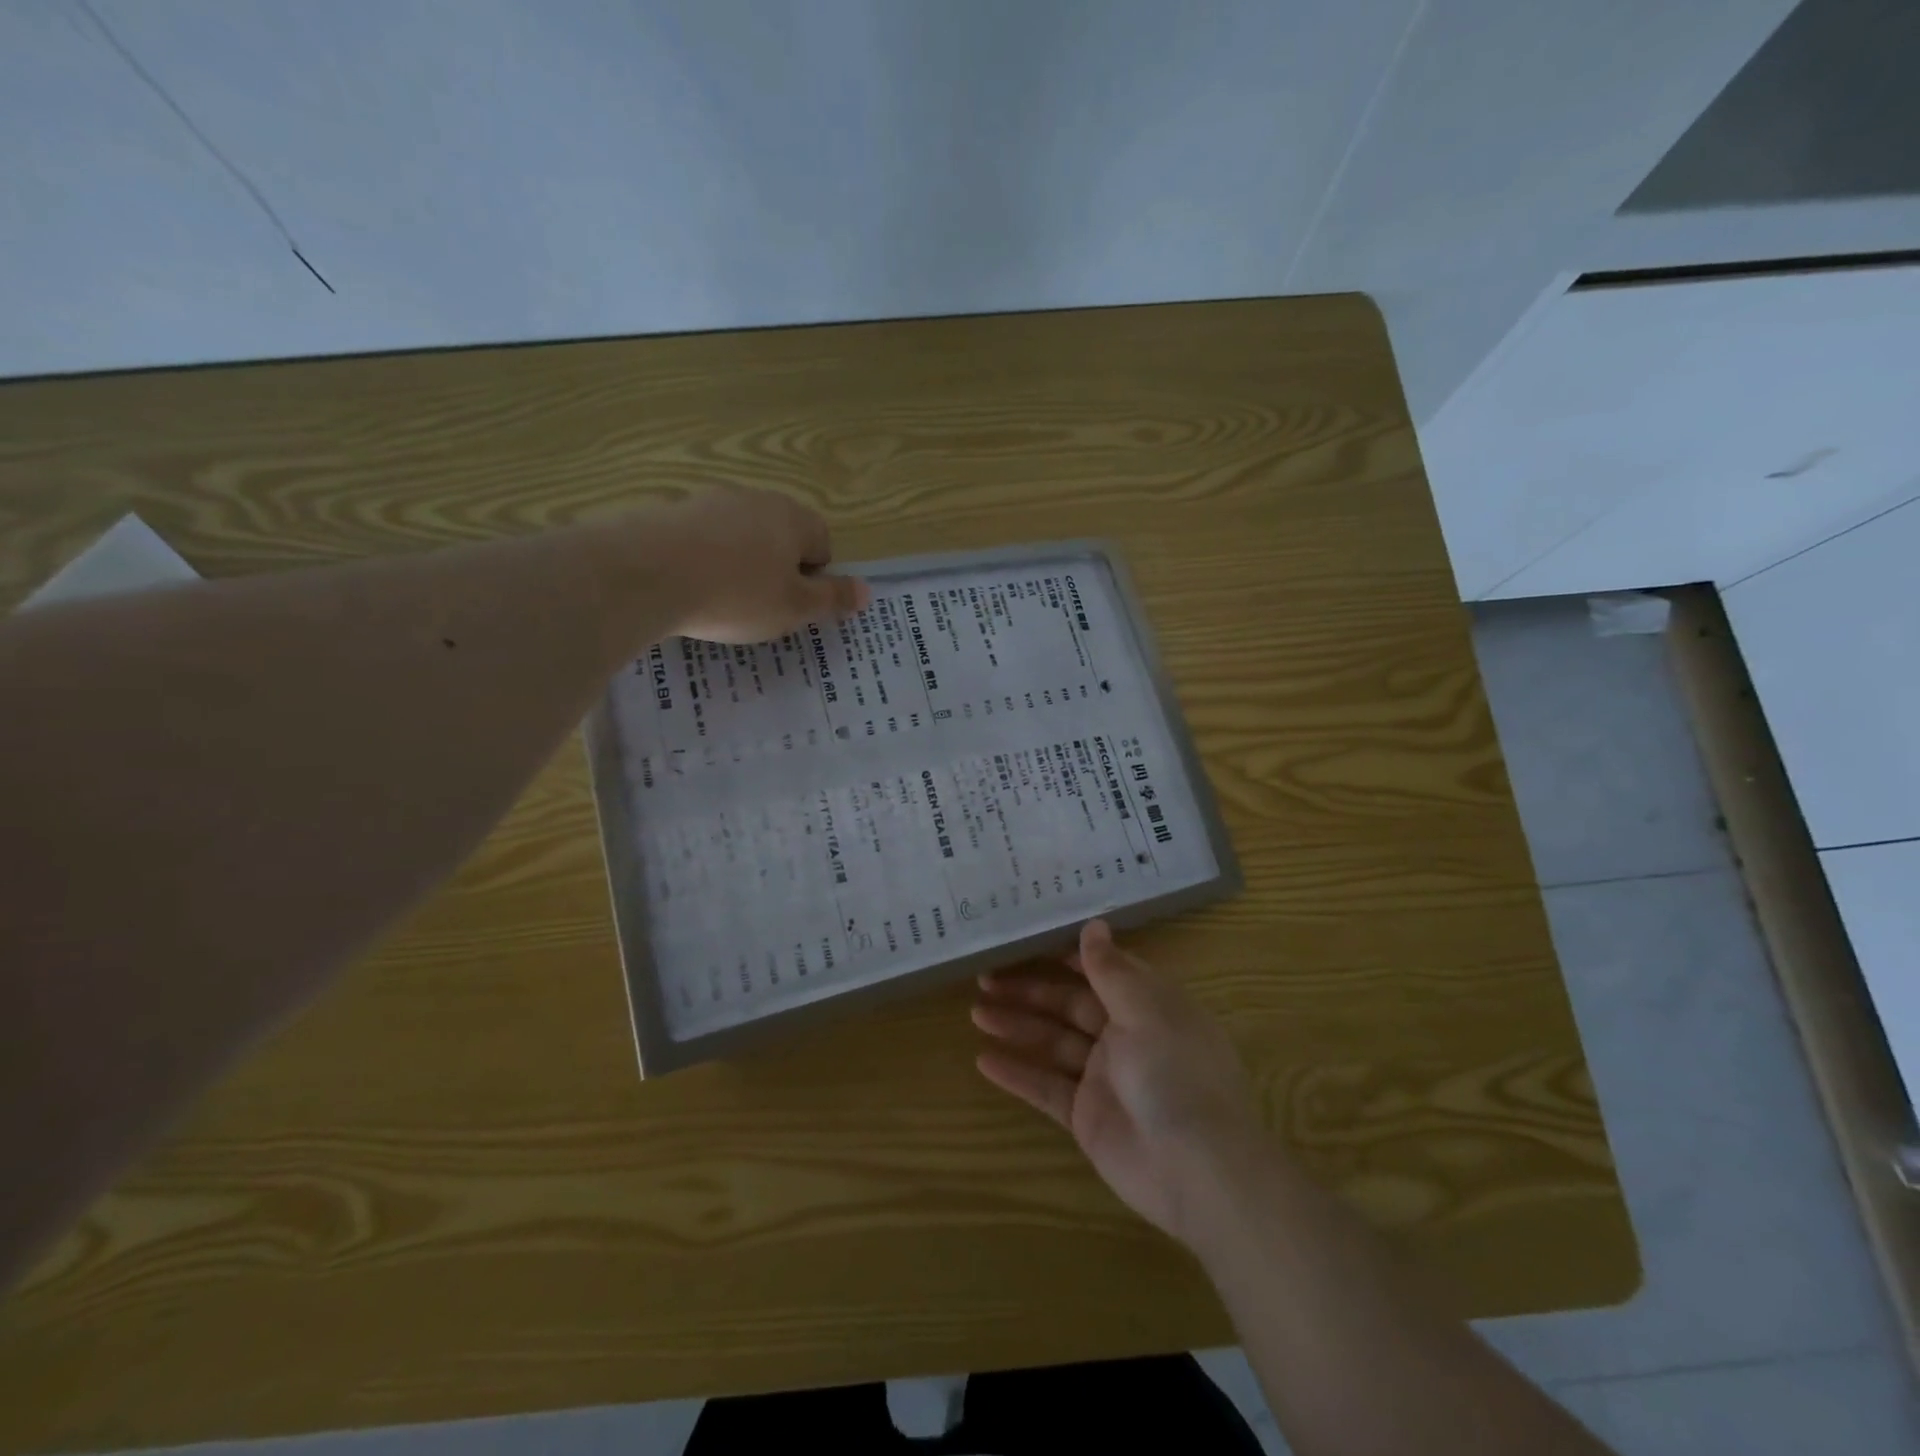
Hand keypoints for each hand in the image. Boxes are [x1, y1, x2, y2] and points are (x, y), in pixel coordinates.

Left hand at [650, 485, 868, 642]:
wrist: (645, 573)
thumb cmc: (737, 594)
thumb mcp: (794, 608)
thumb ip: (832, 598)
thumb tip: (868, 591)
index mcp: (793, 518)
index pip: (822, 543)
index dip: (815, 578)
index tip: (794, 607)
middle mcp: (755, 499)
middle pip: (780, 537)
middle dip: (777, 570)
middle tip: (762, 608)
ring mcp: (709, 501)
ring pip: (739, 538)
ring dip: (738, 565)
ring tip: (721, 602)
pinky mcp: (670, 512)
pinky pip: (701, 541)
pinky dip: (702, 562)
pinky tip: (688, 590)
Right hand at [972, 919, 1263, 1248]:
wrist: (1199, 1171)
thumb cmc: (1176, 1073)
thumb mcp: (1145, 1010)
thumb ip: (1111, 970)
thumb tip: (1094, 924)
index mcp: (1148, 1005)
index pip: (1101, 971)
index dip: (1065, 955)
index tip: (1025, 940)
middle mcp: (1126, 1036)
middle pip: (1069, 1004)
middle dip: (1029, 990)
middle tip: (984, 978)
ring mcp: (1105, 1077)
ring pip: (1053, 1042)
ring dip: (1017, 1026)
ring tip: (976, 1013)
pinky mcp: (1088, 1116)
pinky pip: (1046, 1087)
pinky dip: (1017, 1074)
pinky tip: (983, 1060)